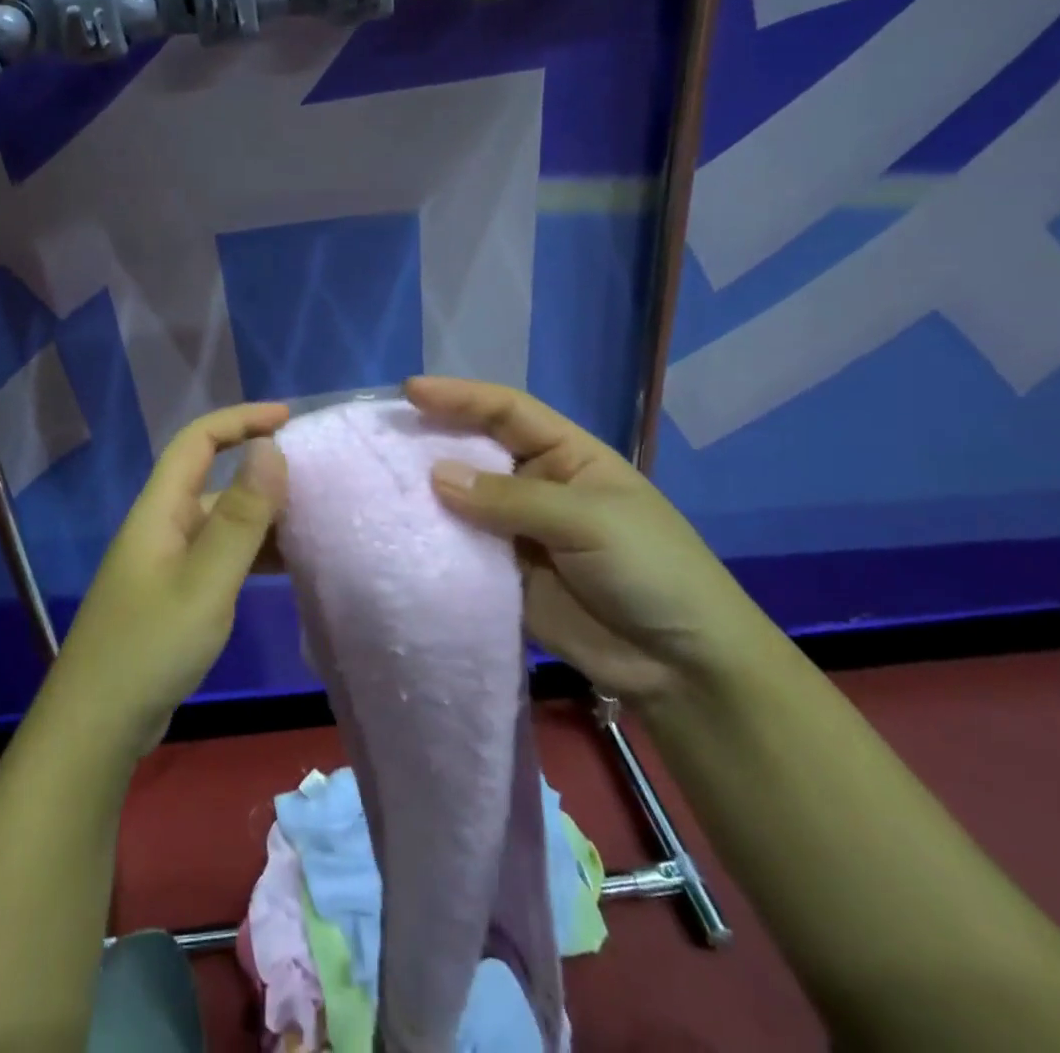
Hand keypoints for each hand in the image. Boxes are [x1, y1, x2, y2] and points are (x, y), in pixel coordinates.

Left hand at [49, 401, 289, 755]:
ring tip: (314, 525)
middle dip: (263, 474)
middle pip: (214, 480)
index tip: (289, 419)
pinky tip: (287, 569)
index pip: (198, 440)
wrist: (97, 726)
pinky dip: (254, 554)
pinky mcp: (176, 595)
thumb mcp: (205, 581)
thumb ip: (241, 518)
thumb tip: (270, 449)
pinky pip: (221, 557)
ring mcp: (168, 562)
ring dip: (263, 518)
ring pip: (222, 523)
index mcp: (161, 510)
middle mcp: (163, 526)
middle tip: (318, 483)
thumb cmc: (150, 646)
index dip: (241, 419)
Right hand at [406, 377, 780, 704]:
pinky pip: (463, 549)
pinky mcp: (505, 575)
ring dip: (427, 492)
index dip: (460, 397)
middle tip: (381, 436)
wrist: (682, 668)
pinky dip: (435, 540)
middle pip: (478, 450)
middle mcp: (538, 485)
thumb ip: (511, 499)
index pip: (507, 411)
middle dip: (434, 439)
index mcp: (569, 455)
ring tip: (378, 482)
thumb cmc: (651, 571)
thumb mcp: (588, 521)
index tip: (410, 391)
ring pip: (464, 500)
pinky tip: (401, 533)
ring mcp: (519, 531)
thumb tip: (436, 475)